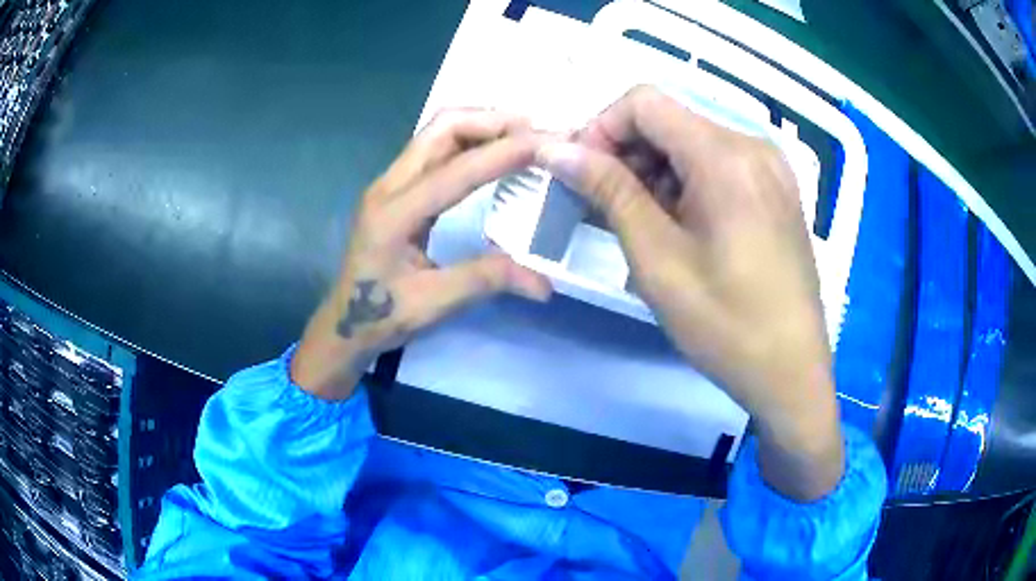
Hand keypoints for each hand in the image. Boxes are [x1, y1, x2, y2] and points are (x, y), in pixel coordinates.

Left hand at [292, 110, 551, 400]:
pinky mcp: (396, 187)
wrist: (345, 322)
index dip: (502, 153)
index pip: (456, 170)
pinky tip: (493, 149)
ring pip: (437, 132)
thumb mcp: (434, 303)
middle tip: (535, 129)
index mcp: (394, 213)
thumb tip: (545, 284)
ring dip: (480, 124)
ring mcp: (390, 182)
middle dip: (490, 120)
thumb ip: (487, 280)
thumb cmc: (382, 314)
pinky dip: (468, 139)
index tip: (544, 143)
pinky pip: (434, 147)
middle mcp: (389, 185)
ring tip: (522, 132)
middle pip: (441, 128)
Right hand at [537, 86, 843, 500]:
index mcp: (726, 155)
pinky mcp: (776, 190)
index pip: (643, 101)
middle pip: (669, 120)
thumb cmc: (725, 324)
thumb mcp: (658, 259)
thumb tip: (557, 149)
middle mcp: (753, 146)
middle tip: (602, 206)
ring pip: (692, 142)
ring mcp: (770, 167)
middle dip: (625, 153)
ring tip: (639, 223)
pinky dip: (685, 183)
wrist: (791, 372)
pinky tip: (676, 225)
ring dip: (653, 171)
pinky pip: (718, 165)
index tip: (582, 174)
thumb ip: (608, 191)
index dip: (600, 128)